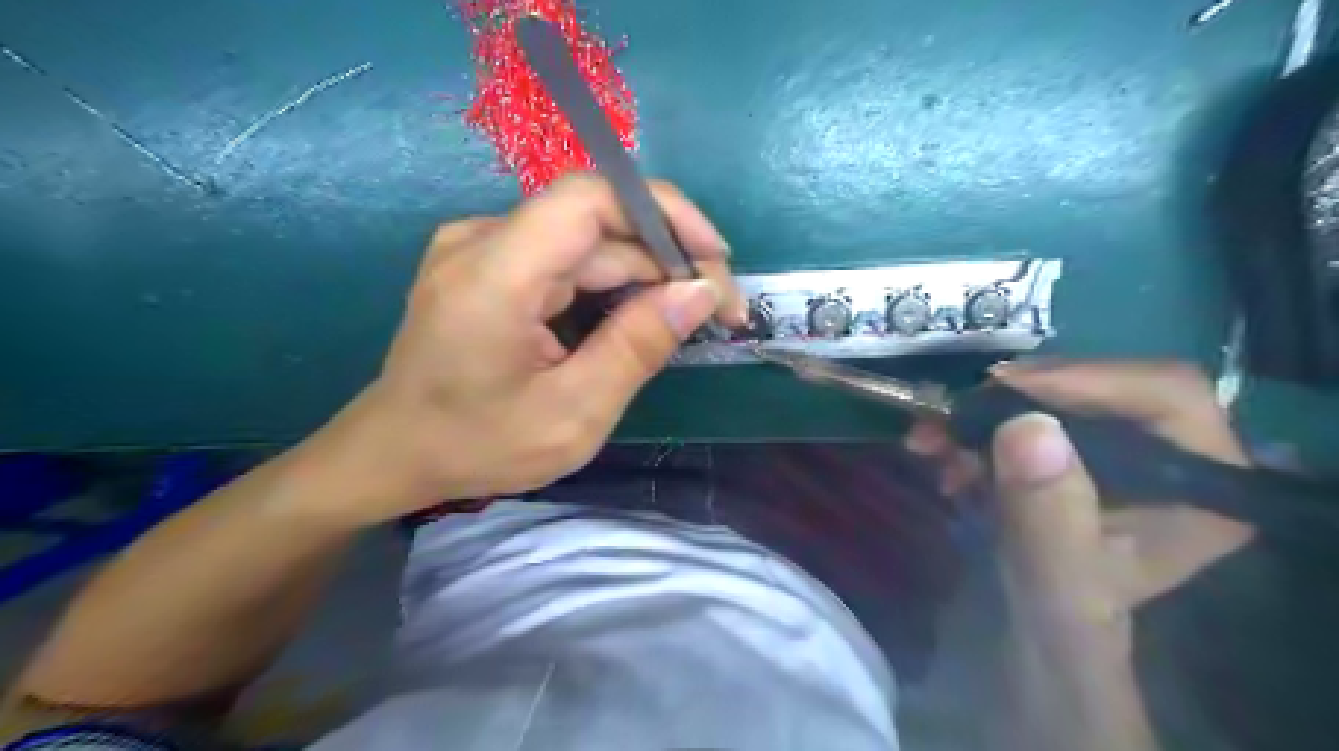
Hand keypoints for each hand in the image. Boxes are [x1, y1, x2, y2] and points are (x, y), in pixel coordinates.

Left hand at [297, 177, 747, 528]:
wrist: (394, 452)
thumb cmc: (478, 445)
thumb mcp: (573, 413)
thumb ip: (637, 347)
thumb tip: (700, 292)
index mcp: (494, 275)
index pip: (591, 199)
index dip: (664, 213)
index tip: (716, 259)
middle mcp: (482, 240)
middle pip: (597, 224)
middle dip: (667, 259)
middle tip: (718, 311)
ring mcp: (481, 247)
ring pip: (586, 242)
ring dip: (643, 275)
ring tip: (685, 320)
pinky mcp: (488, 262)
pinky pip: (565, 257)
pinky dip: (610, 283)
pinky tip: (636, 317)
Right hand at [928, 361, 1251, 748]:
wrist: (1035, 631)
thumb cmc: (1060, 618)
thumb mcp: (1055, 577)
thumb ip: (1047, 513)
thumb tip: (1027, 425)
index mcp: (1202, 483)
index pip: (1164, 392)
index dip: (1085, 379)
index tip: (1004, 389)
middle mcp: (1170, 453)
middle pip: (1098, 386)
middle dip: (1014, 399)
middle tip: (951, 414)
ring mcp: (1118, 447)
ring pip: (1052, 397)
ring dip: (982, 413)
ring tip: (930, 440)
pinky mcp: (1074, 448)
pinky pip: (1024, 414)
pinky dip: (975, 427)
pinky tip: (940, 454)